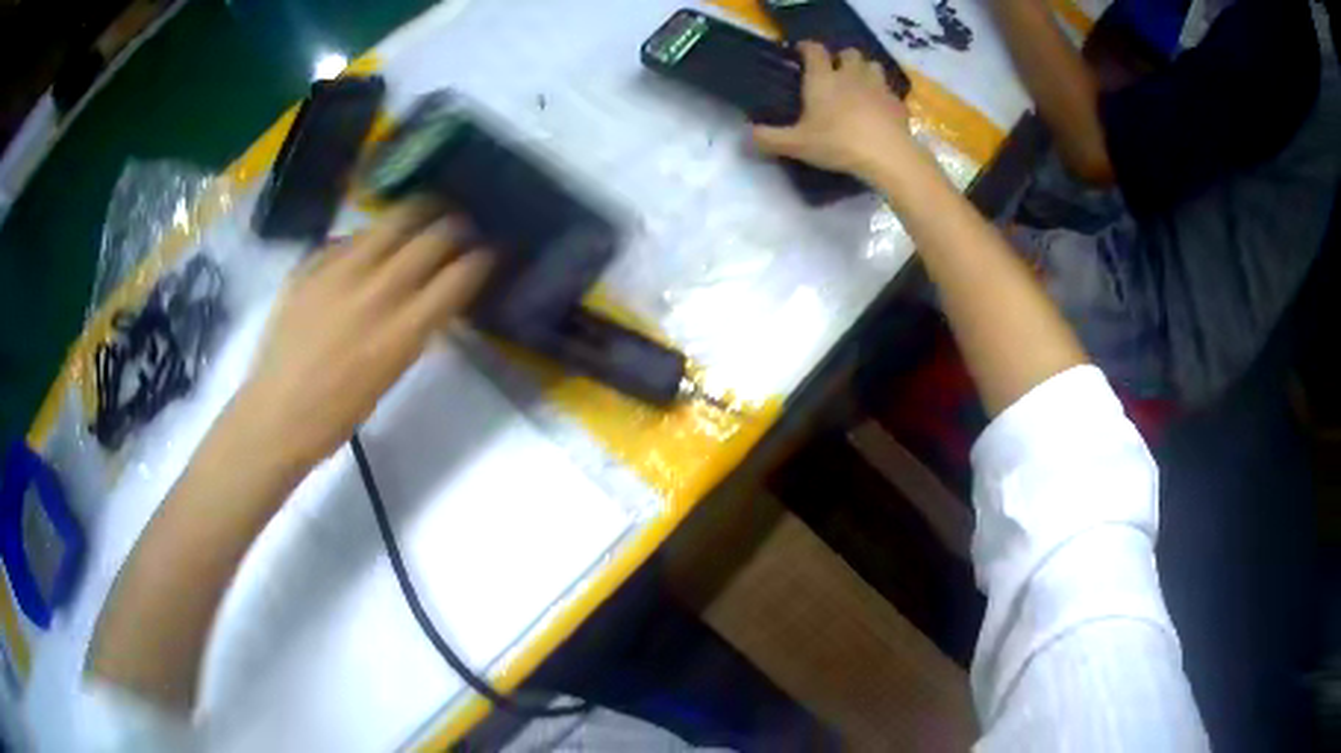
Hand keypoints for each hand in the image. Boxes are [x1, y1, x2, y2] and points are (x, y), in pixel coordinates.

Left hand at [235, 200, 491, 468]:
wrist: (276, 415)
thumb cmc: (337, 415)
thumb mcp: (390, 375)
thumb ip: (415, 328)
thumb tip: (434, 293)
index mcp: (402, 333)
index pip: (459, 276)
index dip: (482, 259)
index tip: (489, 253)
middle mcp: (375, 293)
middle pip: (432, 237)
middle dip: (456, 227)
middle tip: (461, 227)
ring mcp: (338, 273)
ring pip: (391, 220)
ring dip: (416, 216)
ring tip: (422, 218)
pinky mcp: (310, 266)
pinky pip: (349, 237)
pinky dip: (368, 237)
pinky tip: (367, 246)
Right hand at [752, 42, 914, 179]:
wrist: (887, 155)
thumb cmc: (838, 143)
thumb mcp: (797, 145)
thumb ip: (769, 138)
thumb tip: (745, 135)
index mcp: (824, 78)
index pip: (814, 50)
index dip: (807, 47)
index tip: (801, 51)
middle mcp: (851, 75)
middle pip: (849, 53)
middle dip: (841, 58)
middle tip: (834, 71)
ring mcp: (878, 87)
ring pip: (872, 66)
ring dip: (865, 71)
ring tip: (859, 85)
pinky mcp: (897, 104)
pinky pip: (889, 91)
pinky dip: (883, 95)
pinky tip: (878, 109)